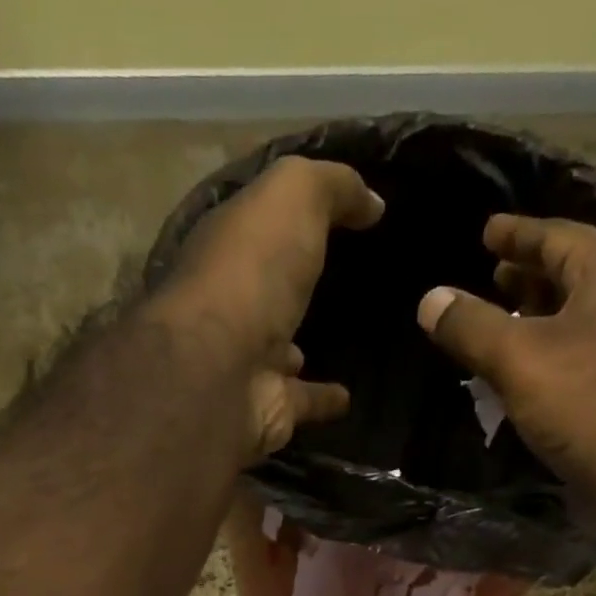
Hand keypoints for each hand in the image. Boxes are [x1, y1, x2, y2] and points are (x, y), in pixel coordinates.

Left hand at [151, 156, 384, 457]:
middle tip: (334, 277)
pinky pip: (303, 401)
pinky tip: (348, 398)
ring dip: (298, 347)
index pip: (257, 225)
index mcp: (228, 249)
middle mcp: (231, 306)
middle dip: (289, 285)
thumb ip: (332, 187)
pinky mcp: (269, 408)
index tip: (331, 210)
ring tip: (341, 339)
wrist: (222, 373)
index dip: (287, 214)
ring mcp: (247, 362)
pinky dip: (323, 400)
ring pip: (280, 351)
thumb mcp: (293, 197)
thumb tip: (373, 202)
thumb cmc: (251, 272)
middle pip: (265, 292)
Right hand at [417, 214, 595, 523]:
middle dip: (532, 274)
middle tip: (494, 276)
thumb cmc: (590, 404)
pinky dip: (556, 350)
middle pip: (575, 272)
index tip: (487, 231)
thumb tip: (430, 299)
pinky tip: (532, 372)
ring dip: (543, 315)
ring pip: (583, 314)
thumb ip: (472, 327)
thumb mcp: (519, 360)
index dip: (517, 234)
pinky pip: (588, 351)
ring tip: (507, 322)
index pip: (557, 235)